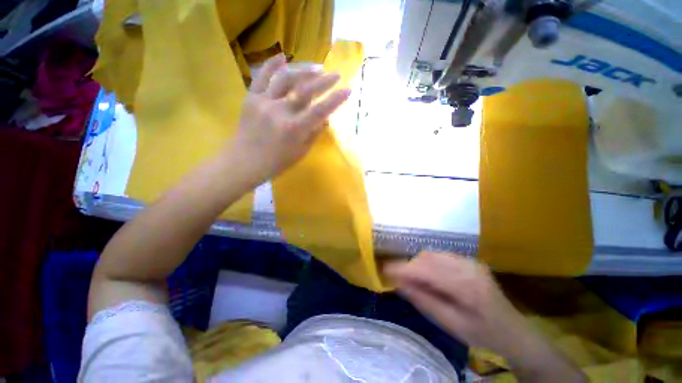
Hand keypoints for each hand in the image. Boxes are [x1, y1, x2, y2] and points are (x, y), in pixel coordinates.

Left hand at [229, 54, 350, 182]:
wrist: (245, 162)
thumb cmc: (277, 162)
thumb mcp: (301, 152)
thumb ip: (314, 134)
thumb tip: (325, 118)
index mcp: (295, 129)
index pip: (320, 110)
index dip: (335, 99)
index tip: (347, 90)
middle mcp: (280, 112)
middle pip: (306, 90)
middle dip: (324, 81)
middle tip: (336, 74)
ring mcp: (264, 102)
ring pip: (286, 78)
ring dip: (303, 70)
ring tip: (316, 67)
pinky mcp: (251, 97)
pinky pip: (262, 76)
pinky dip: (272, 64)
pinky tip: (283, 56)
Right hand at [384, 252, 586, 381]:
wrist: (513, 331)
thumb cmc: (482, 334)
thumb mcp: (451, 325)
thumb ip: (423, 301)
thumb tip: (398, 284)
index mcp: (467, 287)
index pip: (426, 271)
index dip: (402, 269)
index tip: (383, 269)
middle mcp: (468, 267)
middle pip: (428, 258)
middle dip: (408, 265)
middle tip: (394, 275)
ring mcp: (469, 261)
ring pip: (433, 254)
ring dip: (417, 263)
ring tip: (409, 276)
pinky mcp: (469, 260)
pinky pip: (441, 255)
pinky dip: (427, 261)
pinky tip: (426, 273)